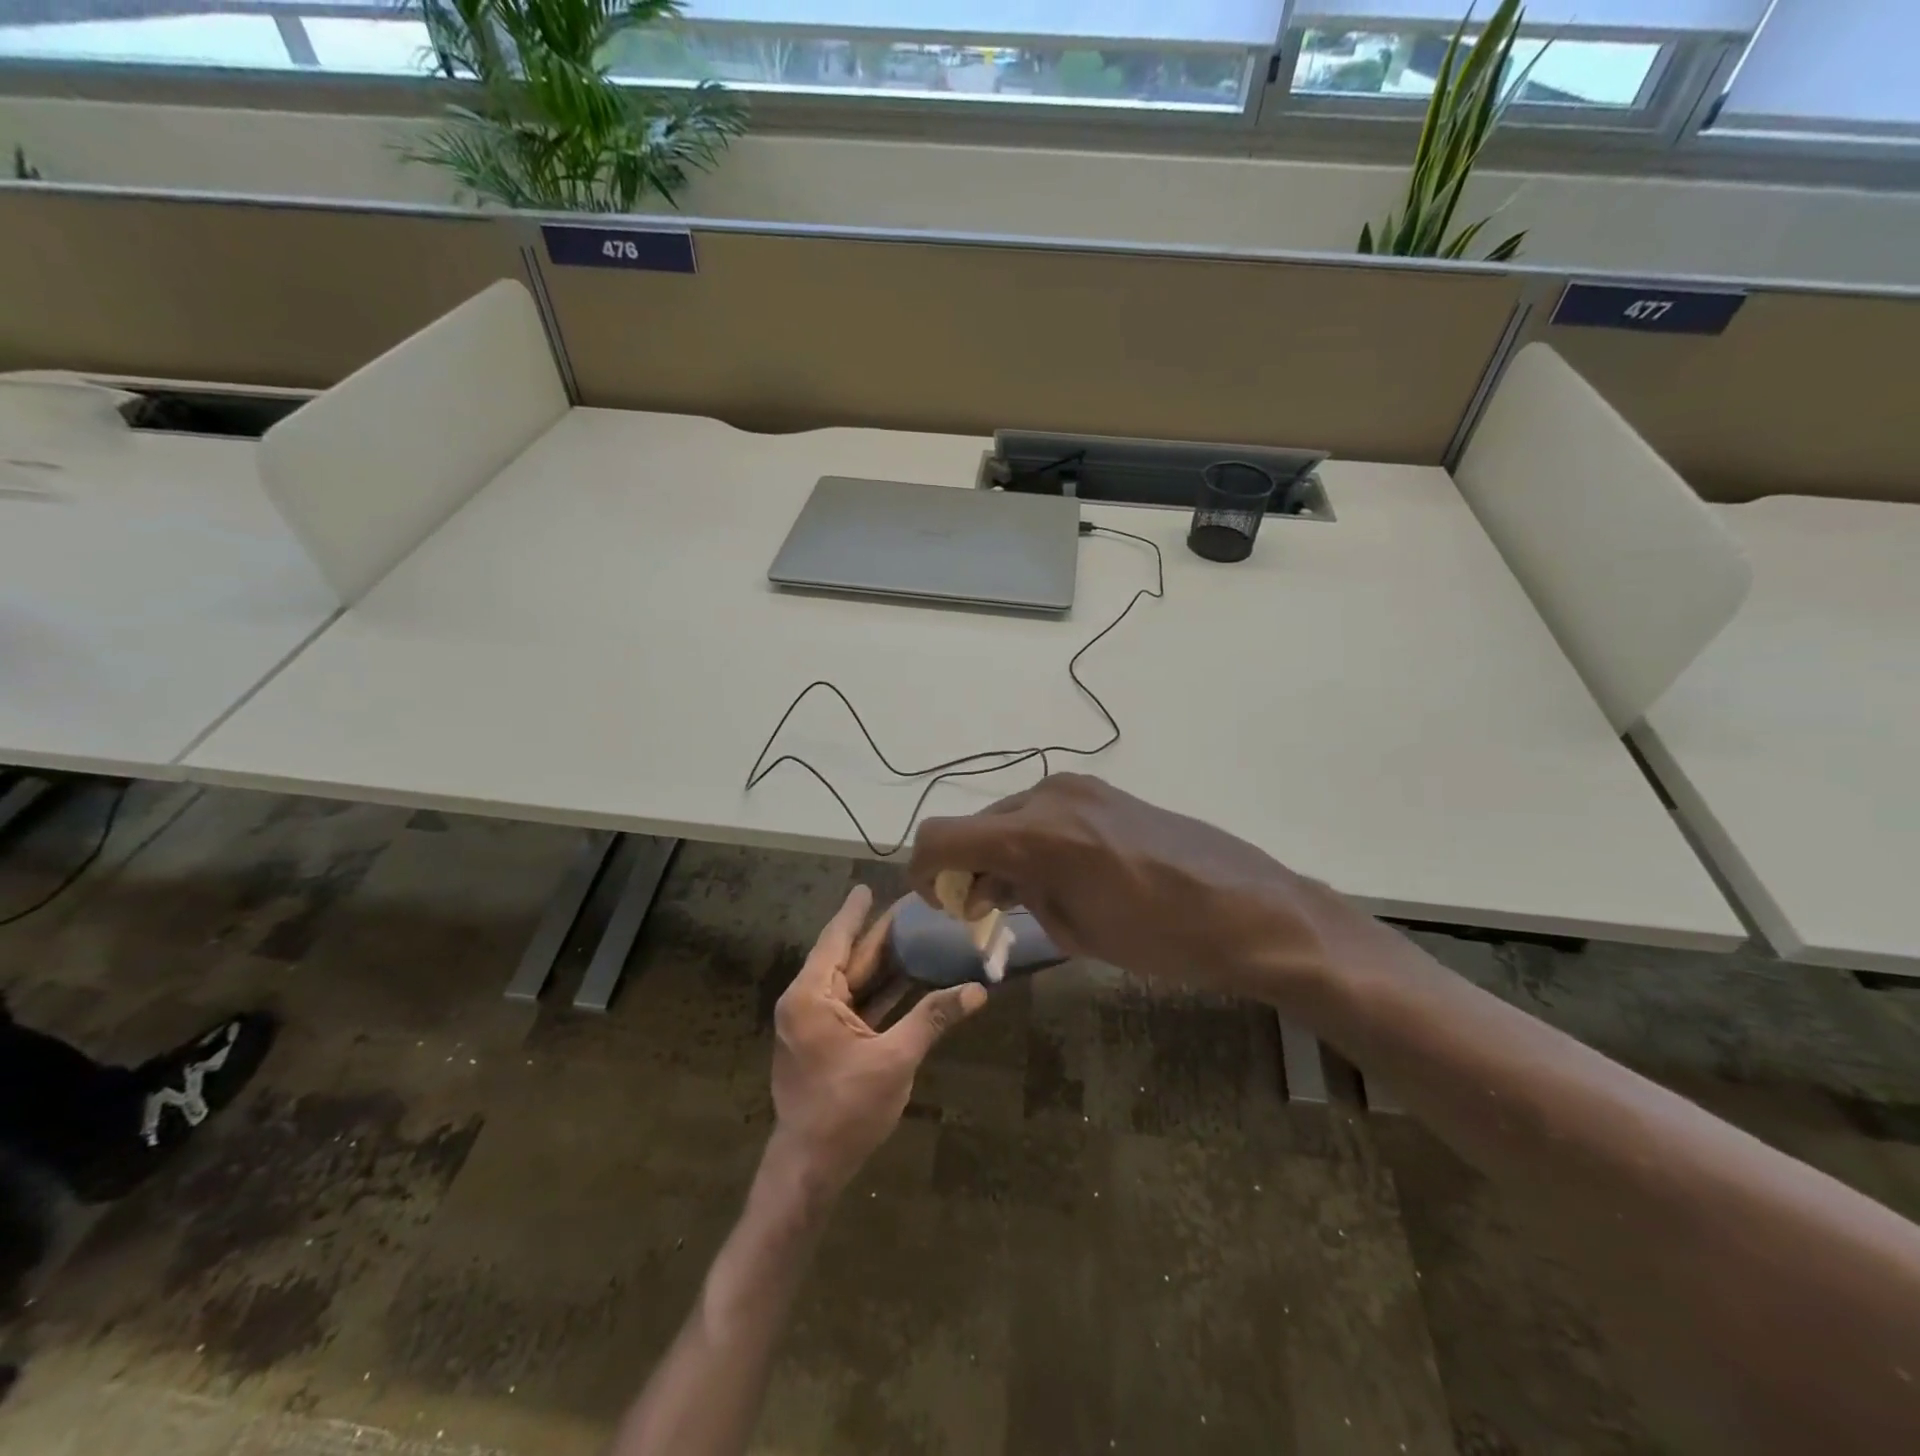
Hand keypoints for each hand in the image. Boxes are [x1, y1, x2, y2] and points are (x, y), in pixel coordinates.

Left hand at [769, 885, 986, 1196]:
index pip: (836, 939)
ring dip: (881, 962)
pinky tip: (907, 977)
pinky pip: (854, 1004)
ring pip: (852, 981)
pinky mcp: (825, 1041)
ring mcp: (815, 1023)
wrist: (810, 1167)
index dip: (855, 912)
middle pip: (847, 957)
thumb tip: (977, 990)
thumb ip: (932, 1019)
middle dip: (877, 935)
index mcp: (811, 997)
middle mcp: (808, 1002)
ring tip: (914, 934)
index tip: (868, 886)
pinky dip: (878, 991)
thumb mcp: (894, 1060)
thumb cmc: (846, 1110)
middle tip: (909, 907)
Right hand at [909, 774, 1345, 1003]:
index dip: (923, 871)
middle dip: (966, 868)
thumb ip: (1021, 898)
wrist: (1249, 909)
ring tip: (1028, 898)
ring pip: (1009, 818)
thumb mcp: (1076, 931)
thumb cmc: (1161, 938)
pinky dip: (1032, 841)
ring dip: (1001, 854)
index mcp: (1035, 835)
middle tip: (985, 913)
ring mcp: (1079, 787)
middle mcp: (1048, 796)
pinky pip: (1044, 813)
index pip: (942, 837)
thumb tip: (995, 885)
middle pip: (975, 826)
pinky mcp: (1103, 791)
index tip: (936, 903)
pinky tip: (1060, 875)